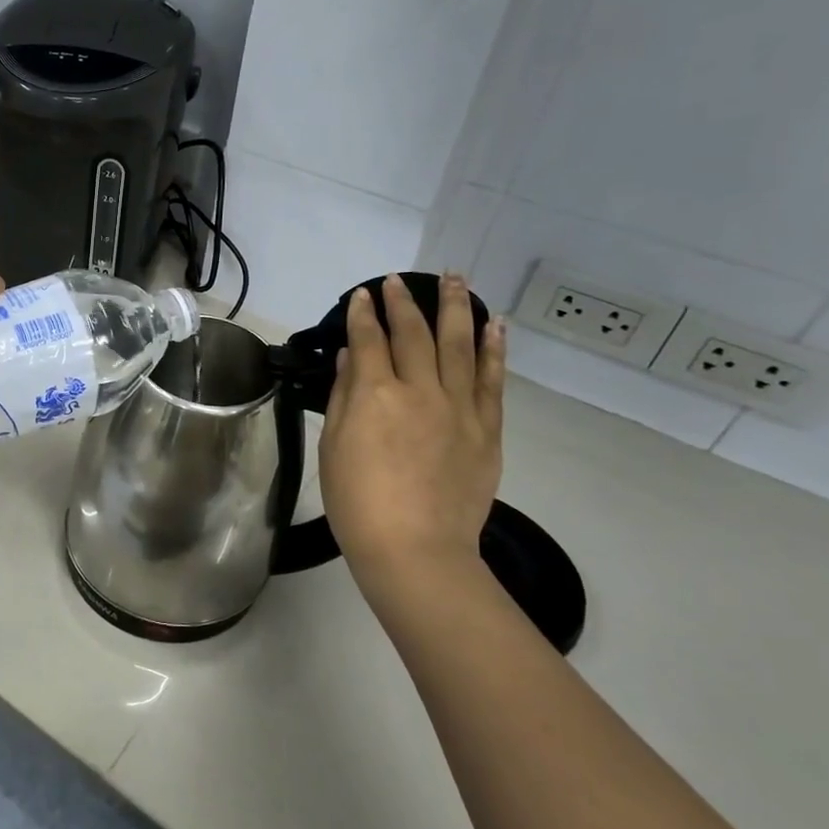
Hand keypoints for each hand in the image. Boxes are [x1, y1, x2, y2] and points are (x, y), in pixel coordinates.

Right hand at [318, 273, 505, 575]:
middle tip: (397, 280)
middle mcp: (420, 390)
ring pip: (459, 345)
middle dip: (403, 302)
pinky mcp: (486, 428)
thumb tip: (352, 357)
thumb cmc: (358, 502)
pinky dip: (493, 349)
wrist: (416, 549)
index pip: (369, 340)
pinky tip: (494, 325)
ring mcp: (459, 407)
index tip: (361, 295)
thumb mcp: (334, 448)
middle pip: (413, 334)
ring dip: (455, 308)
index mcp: (376, 395)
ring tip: (455, 279)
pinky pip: (492, 379)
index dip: (363, 314)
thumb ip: (344, 397)